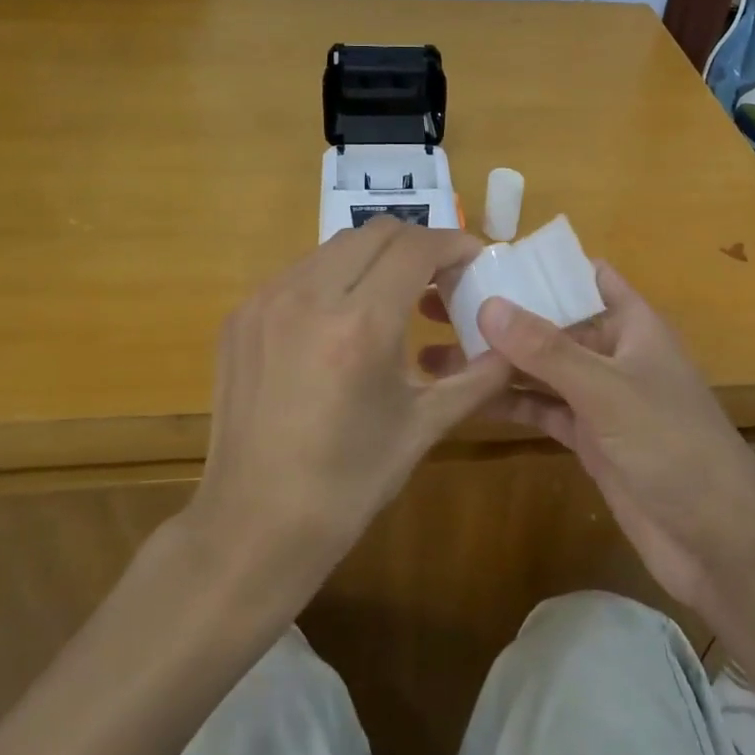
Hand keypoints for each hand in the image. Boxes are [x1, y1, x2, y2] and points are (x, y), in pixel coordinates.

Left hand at [190, 219, 511, 572]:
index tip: (473, 260)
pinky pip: (299, 273)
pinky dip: (334, 280)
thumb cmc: (351, 481)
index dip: (453, 244)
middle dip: (417, 245)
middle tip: (438, 280)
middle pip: (376, 232)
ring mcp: (266, 302)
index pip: (416, 246)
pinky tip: (342, 323)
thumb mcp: (425, 425)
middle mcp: (309, 297)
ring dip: (374, 260)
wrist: (256, 523)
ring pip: (335, 247)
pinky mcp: (240, 316)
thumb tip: (514, 345)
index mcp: (361, 325)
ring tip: (392, 301)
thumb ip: (478, 376)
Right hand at [423, 264, 754, 613]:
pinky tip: (465, 395)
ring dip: (495, 360)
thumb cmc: (672, 445)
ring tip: (432, 350)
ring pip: (540, 368)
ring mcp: (599, 398)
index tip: (485, 258)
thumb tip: (487, 306)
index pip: (587, 277)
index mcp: (632, 325)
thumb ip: (547, 350)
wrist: (716, 538)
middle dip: (502, 314)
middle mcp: (613, 354)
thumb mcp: (607, 390)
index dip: (542, 266)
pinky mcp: (588, 438)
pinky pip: (541, 408)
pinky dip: (508, 401)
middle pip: (553, 323)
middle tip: (437, 304)